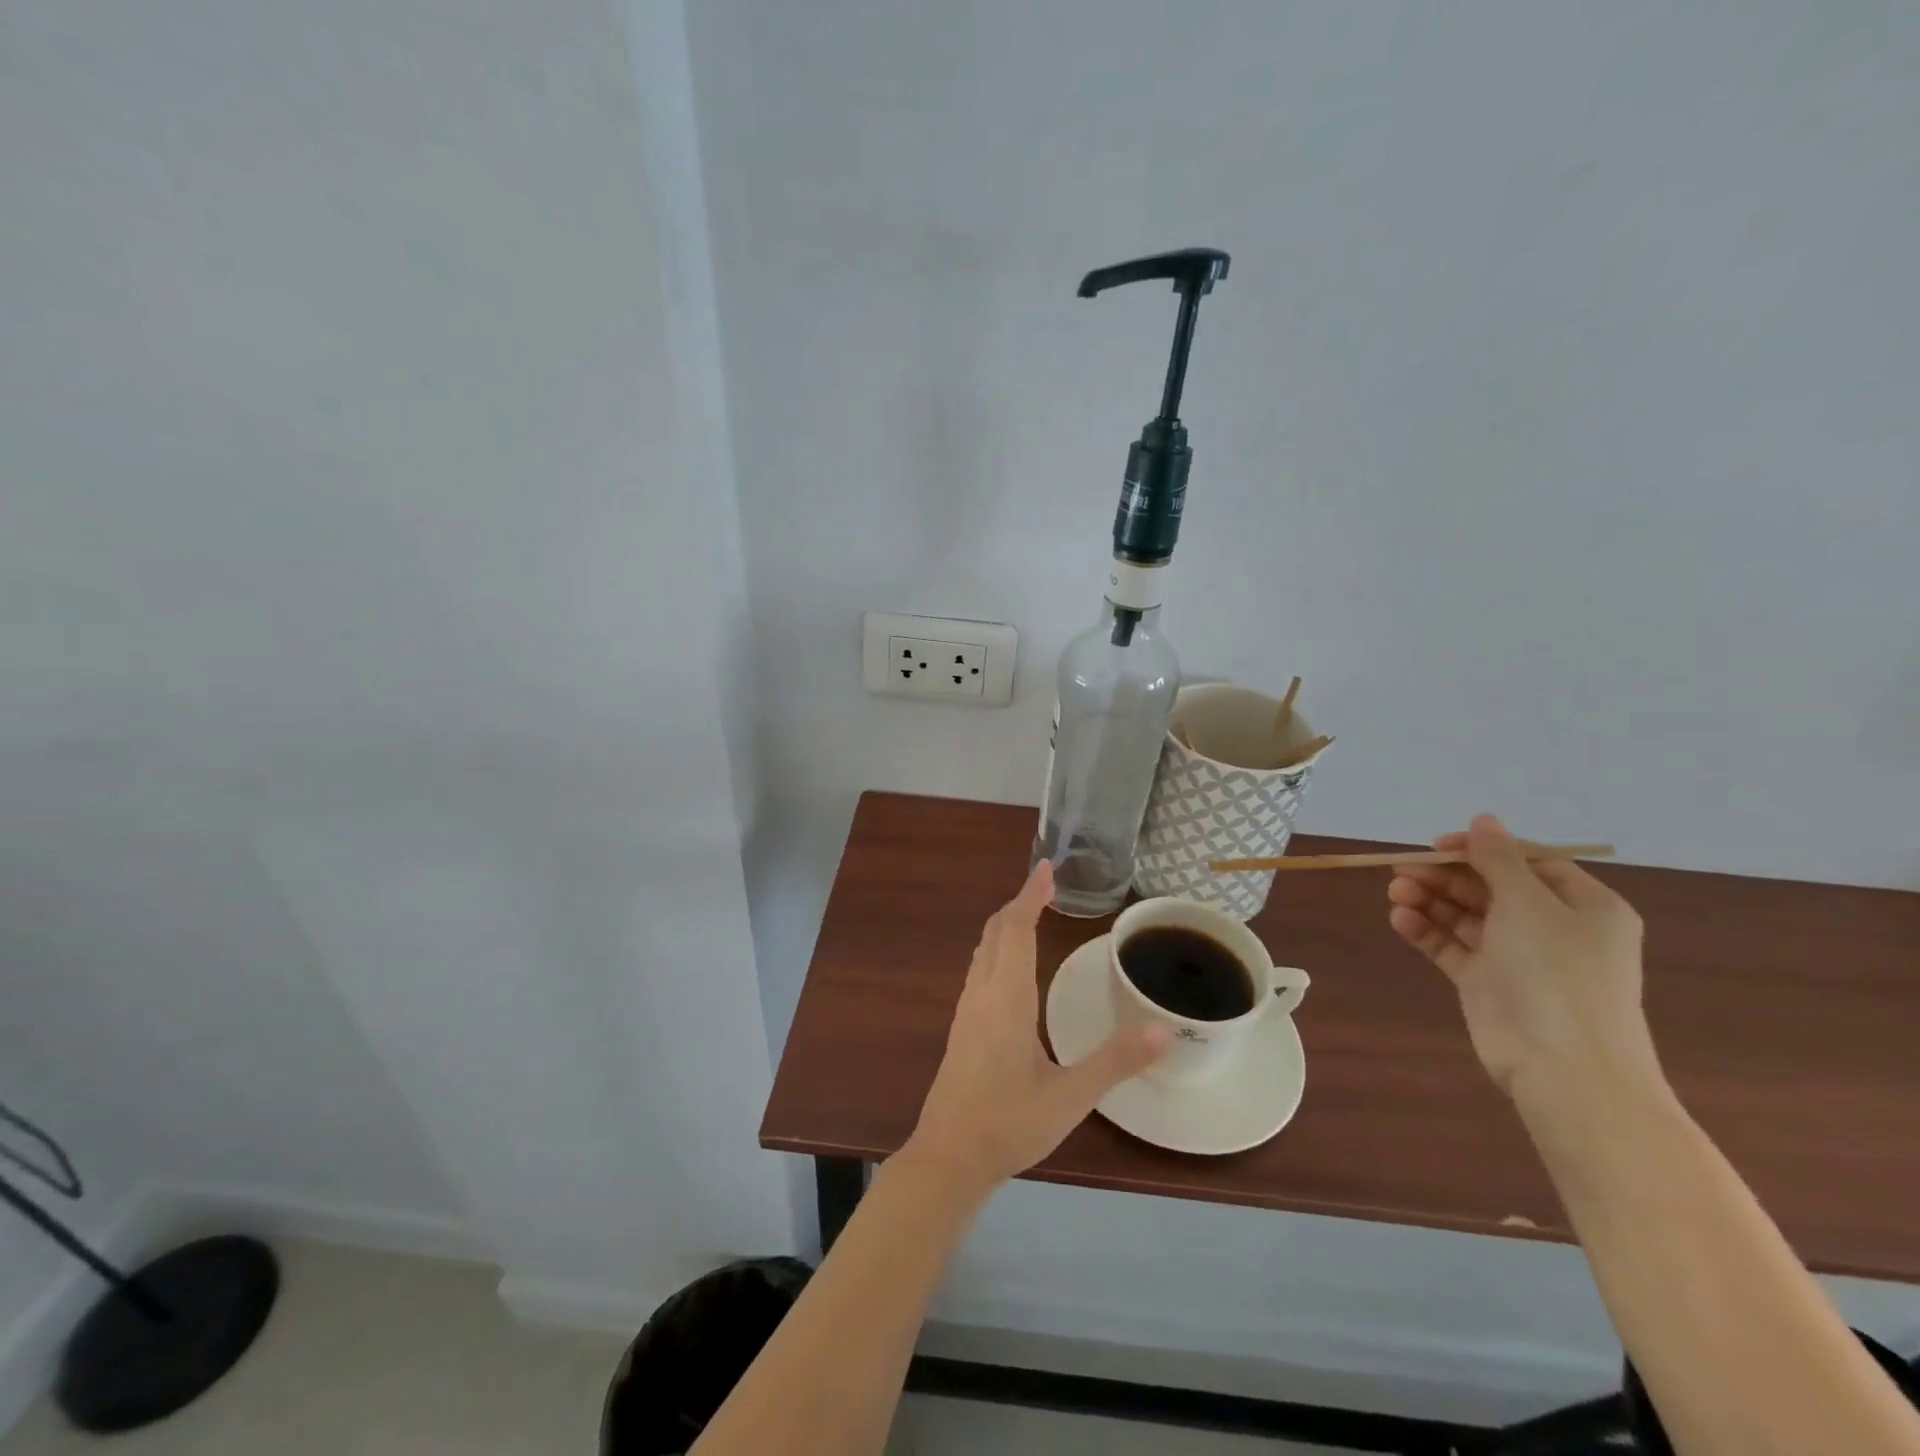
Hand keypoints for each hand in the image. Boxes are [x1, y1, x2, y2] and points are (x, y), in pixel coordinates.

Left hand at [906, 862, 1169, 1199]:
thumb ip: (1116, 1061)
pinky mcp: (963, 1027)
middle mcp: (983, 993)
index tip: (1046, 868)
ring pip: (984, 950)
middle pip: (996, 932)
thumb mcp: (1070, 1097)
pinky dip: (998, 948)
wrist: (948, 1156)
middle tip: (1045, 885)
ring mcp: (968, 1009)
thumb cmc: (1009, 1123)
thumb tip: (1163, 1028)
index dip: (1031, 896)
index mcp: (1007, 997)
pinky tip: (1011, 967)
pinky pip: (980, 969)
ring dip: (1006, 925)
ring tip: (1030, 914)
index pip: (1016, 929)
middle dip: (1019, 903)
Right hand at [1387, 815, 1660, 1104]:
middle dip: (1445, 876)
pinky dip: (1427, 931)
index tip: (1437, 846)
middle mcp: (1551, 927)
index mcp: (1583, 905)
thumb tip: (1484, 820)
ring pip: (1466, 915)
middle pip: (1490, 887)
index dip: (1481, 849)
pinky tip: (1401, 920)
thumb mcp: (1529, 903)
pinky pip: (1452, 946)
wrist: (1566, 1068)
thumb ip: (1499, 859)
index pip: (1527, 862)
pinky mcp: (1487, 983)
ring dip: (1430, 900)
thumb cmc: (1557, 974)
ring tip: (1395, 894)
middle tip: (1402, 870)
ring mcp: (1517, 957)